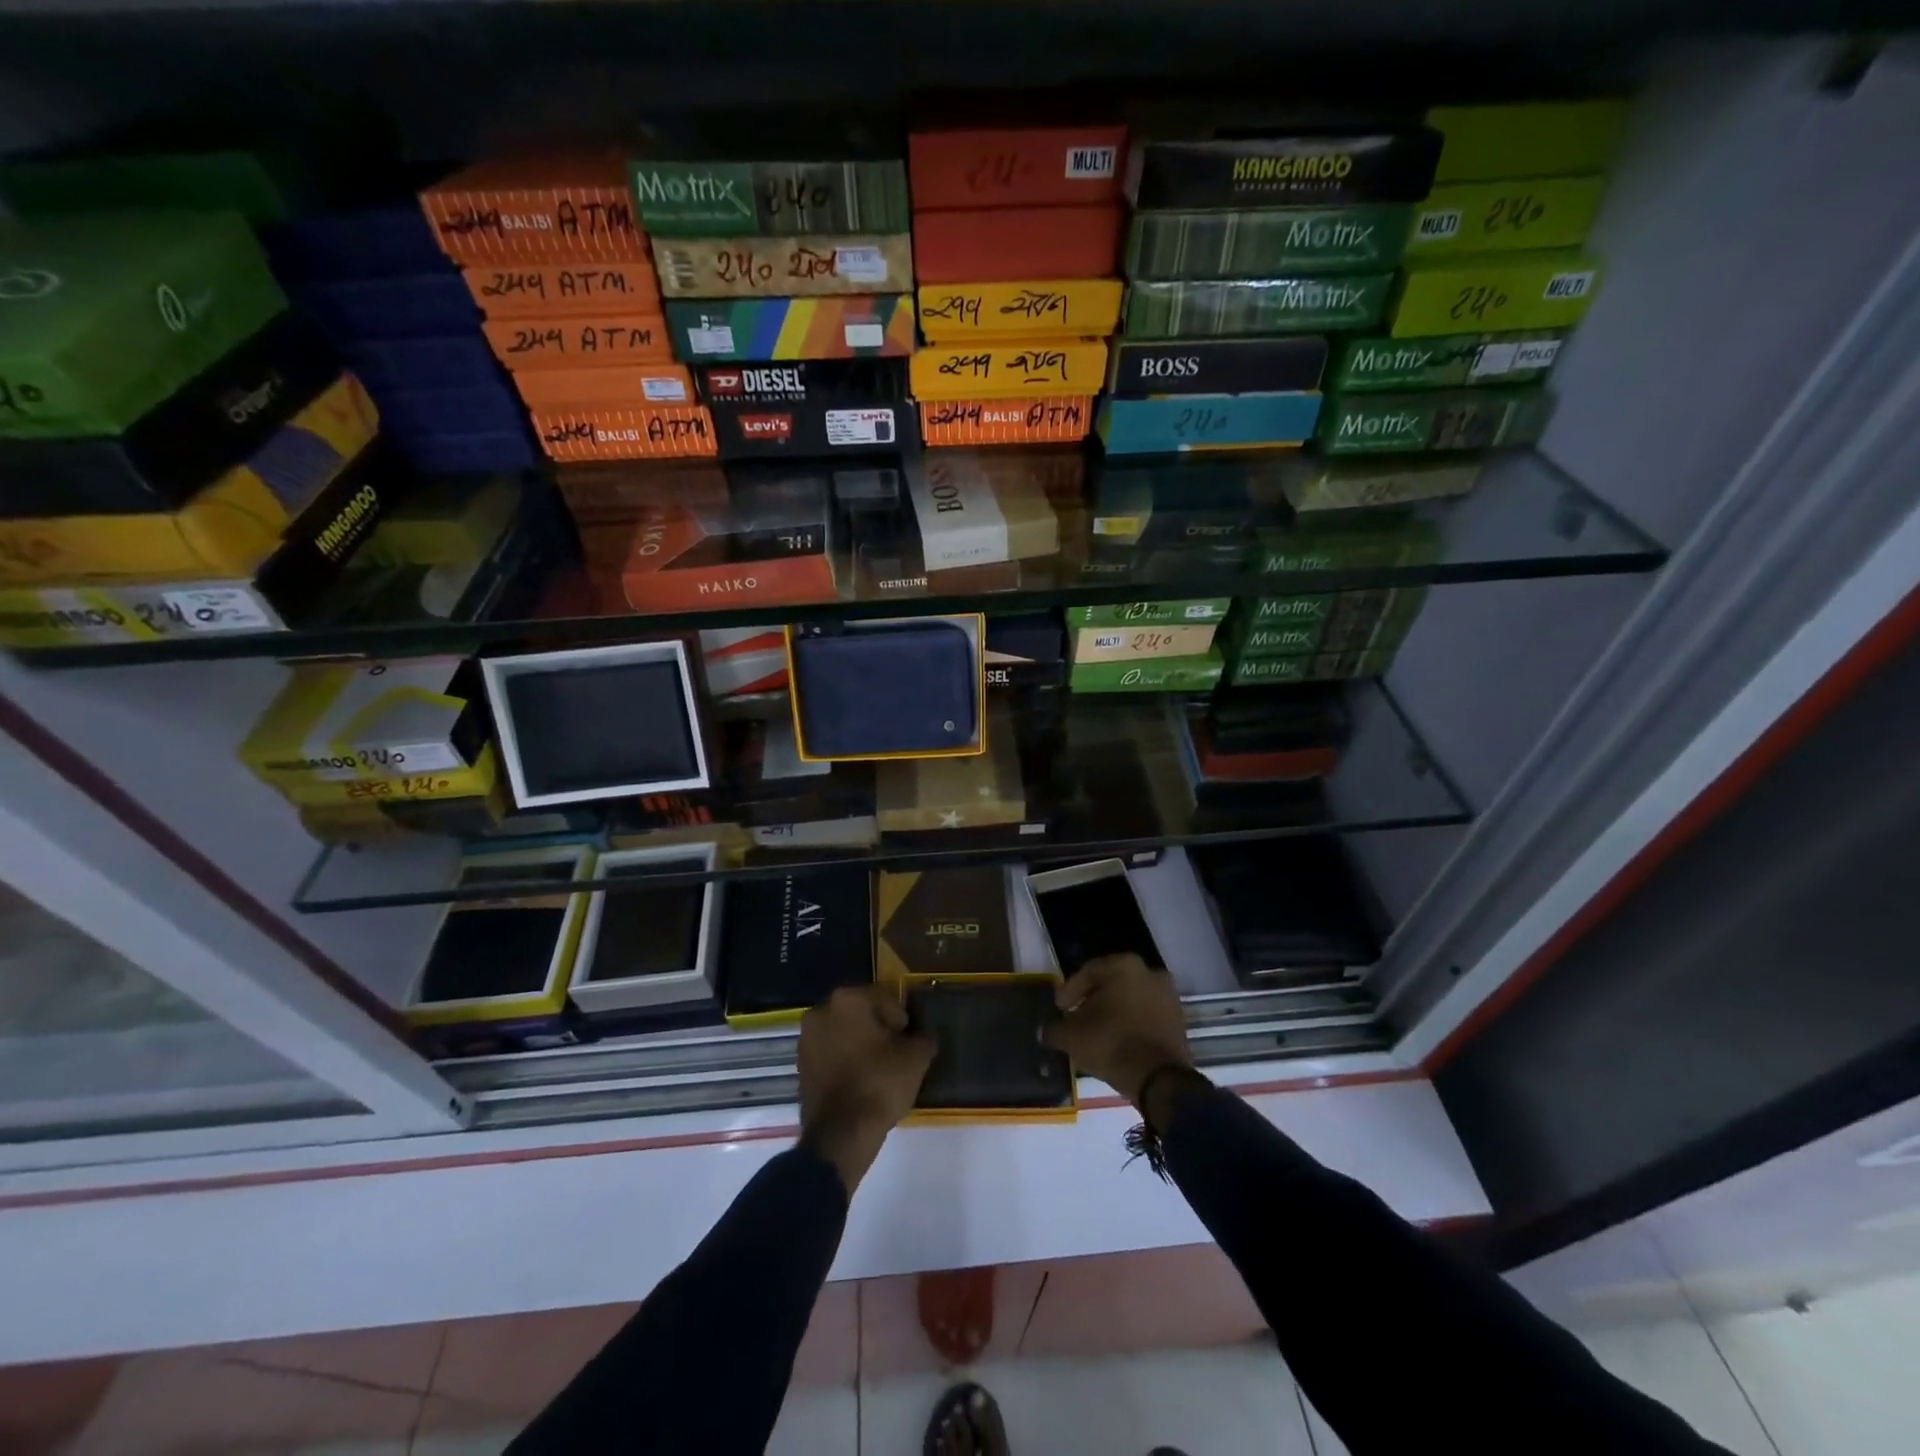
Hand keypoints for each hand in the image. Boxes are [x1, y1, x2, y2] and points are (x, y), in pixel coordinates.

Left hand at [799, 985, 935, 1194]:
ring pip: (842, 1033)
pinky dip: (844, 1061)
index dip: (901, 1018)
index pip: (884, 997)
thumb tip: (920, 1039)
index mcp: (848, 999)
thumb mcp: (915, 1059)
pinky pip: (829, 1054)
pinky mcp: (800, 1066)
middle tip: (896, 1051)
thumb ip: (922, 1040)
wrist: (840, 1134)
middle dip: (877, 1028)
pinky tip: (860, 1080)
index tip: (908, 1039)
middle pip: (859, 1013)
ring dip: (859, 1044)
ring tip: (879, 1068)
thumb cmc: (879, 1084)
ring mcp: (806, 1039)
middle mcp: (821, 1011)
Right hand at [1044, 953, 1192, 1106]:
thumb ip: (1055, 1029)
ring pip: (1132, 999)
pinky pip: (1146, 1016)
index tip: (1060, 1009)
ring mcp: (1168, 996)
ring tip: (1096, 1032)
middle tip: (1077, 1018)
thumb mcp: (1072, 1036)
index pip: (1089, 972)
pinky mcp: (1178, 1021)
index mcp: (1124, 966)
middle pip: (1113, 984)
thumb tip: (1045, 1031)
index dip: (1070, 990)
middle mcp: (1150, 972)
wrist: (1158, 1079)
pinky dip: (1131, 1024)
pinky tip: (1117, 1041)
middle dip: (1093, 1000)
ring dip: (1114, 1013)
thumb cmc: (1110, 1043)